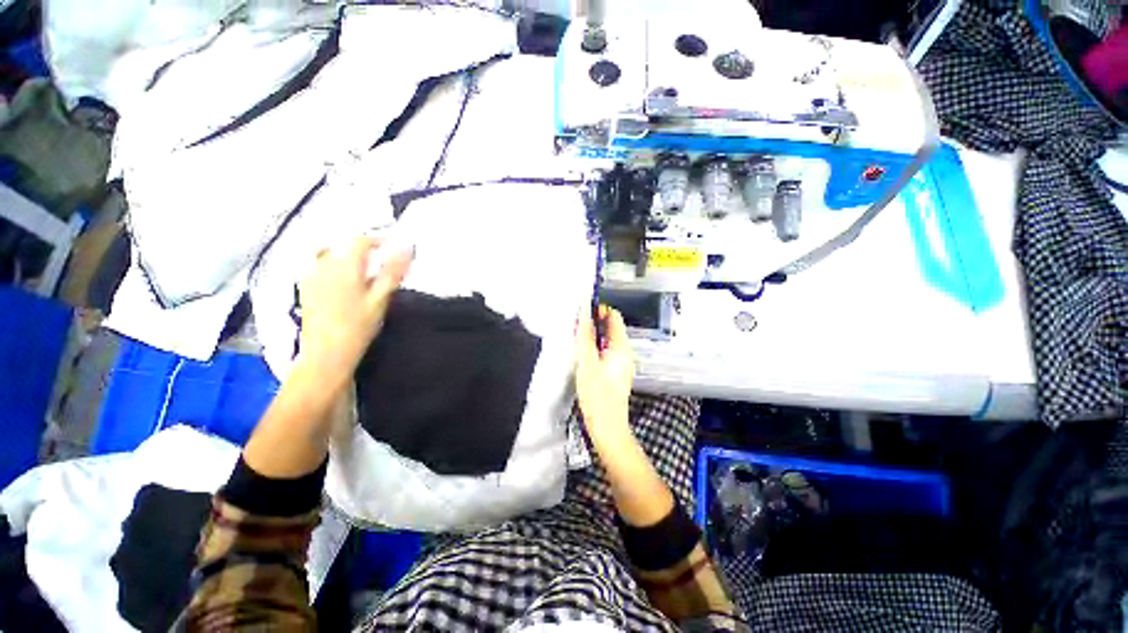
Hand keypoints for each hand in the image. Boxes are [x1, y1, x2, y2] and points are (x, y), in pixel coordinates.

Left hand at [298, 236, 411, 388]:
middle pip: (342, 245)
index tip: (391, 246)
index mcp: (345, 266)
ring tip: (360, 267)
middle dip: (362, 248)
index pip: (359, 241)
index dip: (376, 240)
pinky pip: (316, 264)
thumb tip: (407, 247)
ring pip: (327, 253)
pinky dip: (330, 264)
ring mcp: (310, 276)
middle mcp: (323, 265)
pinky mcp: (305, 287)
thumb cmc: (358, 326)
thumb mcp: (380, 299)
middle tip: (380, 260)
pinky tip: (340, 279)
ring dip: (345, 254)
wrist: (326, 353)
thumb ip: (393, 271)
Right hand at [575, 305, 634, 438]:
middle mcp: (625, 352)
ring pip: (607, 340)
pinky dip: (595, 349)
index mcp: (621, 347)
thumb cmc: (597, 395)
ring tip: (576, 342)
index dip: (599, 311)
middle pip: (611, 328)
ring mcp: (622, 363)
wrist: (607, 426)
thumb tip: (583, 313)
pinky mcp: (616, 372)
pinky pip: (606, 352)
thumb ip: (585, 336)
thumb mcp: (586, 362)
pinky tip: (583, 357)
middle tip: (575, 329)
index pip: (614, 316)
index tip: (582, 315)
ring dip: (592, 337)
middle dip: (593, 324)